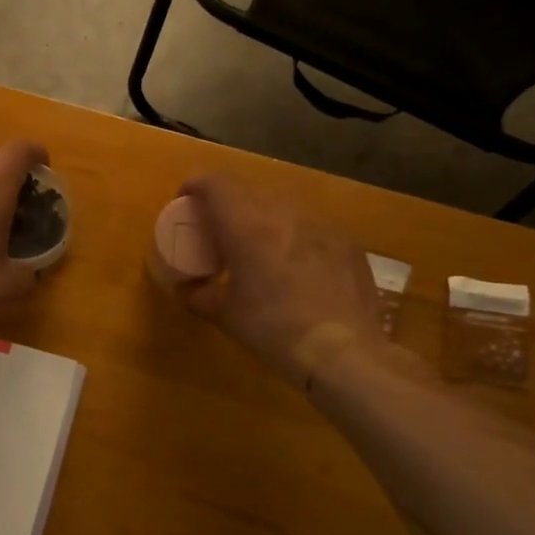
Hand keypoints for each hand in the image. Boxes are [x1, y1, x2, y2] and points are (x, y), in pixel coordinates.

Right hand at [176, 173, 385, 389]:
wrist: (344, 351)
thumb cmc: (274, 329)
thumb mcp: (226, 315)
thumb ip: (200, 295)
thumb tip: (189, 288)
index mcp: (247, 225)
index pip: (217, 183)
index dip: (197, 184)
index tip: (186, 198)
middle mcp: (284, 213)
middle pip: (249, 190)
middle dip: (229, 201)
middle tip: (220, 227)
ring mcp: (320, 223)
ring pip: (283, 204)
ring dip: (264, 215)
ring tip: (259, 242)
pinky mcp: (347, 240)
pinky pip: (312, 224)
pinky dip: (295, 233)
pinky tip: (297, 262)